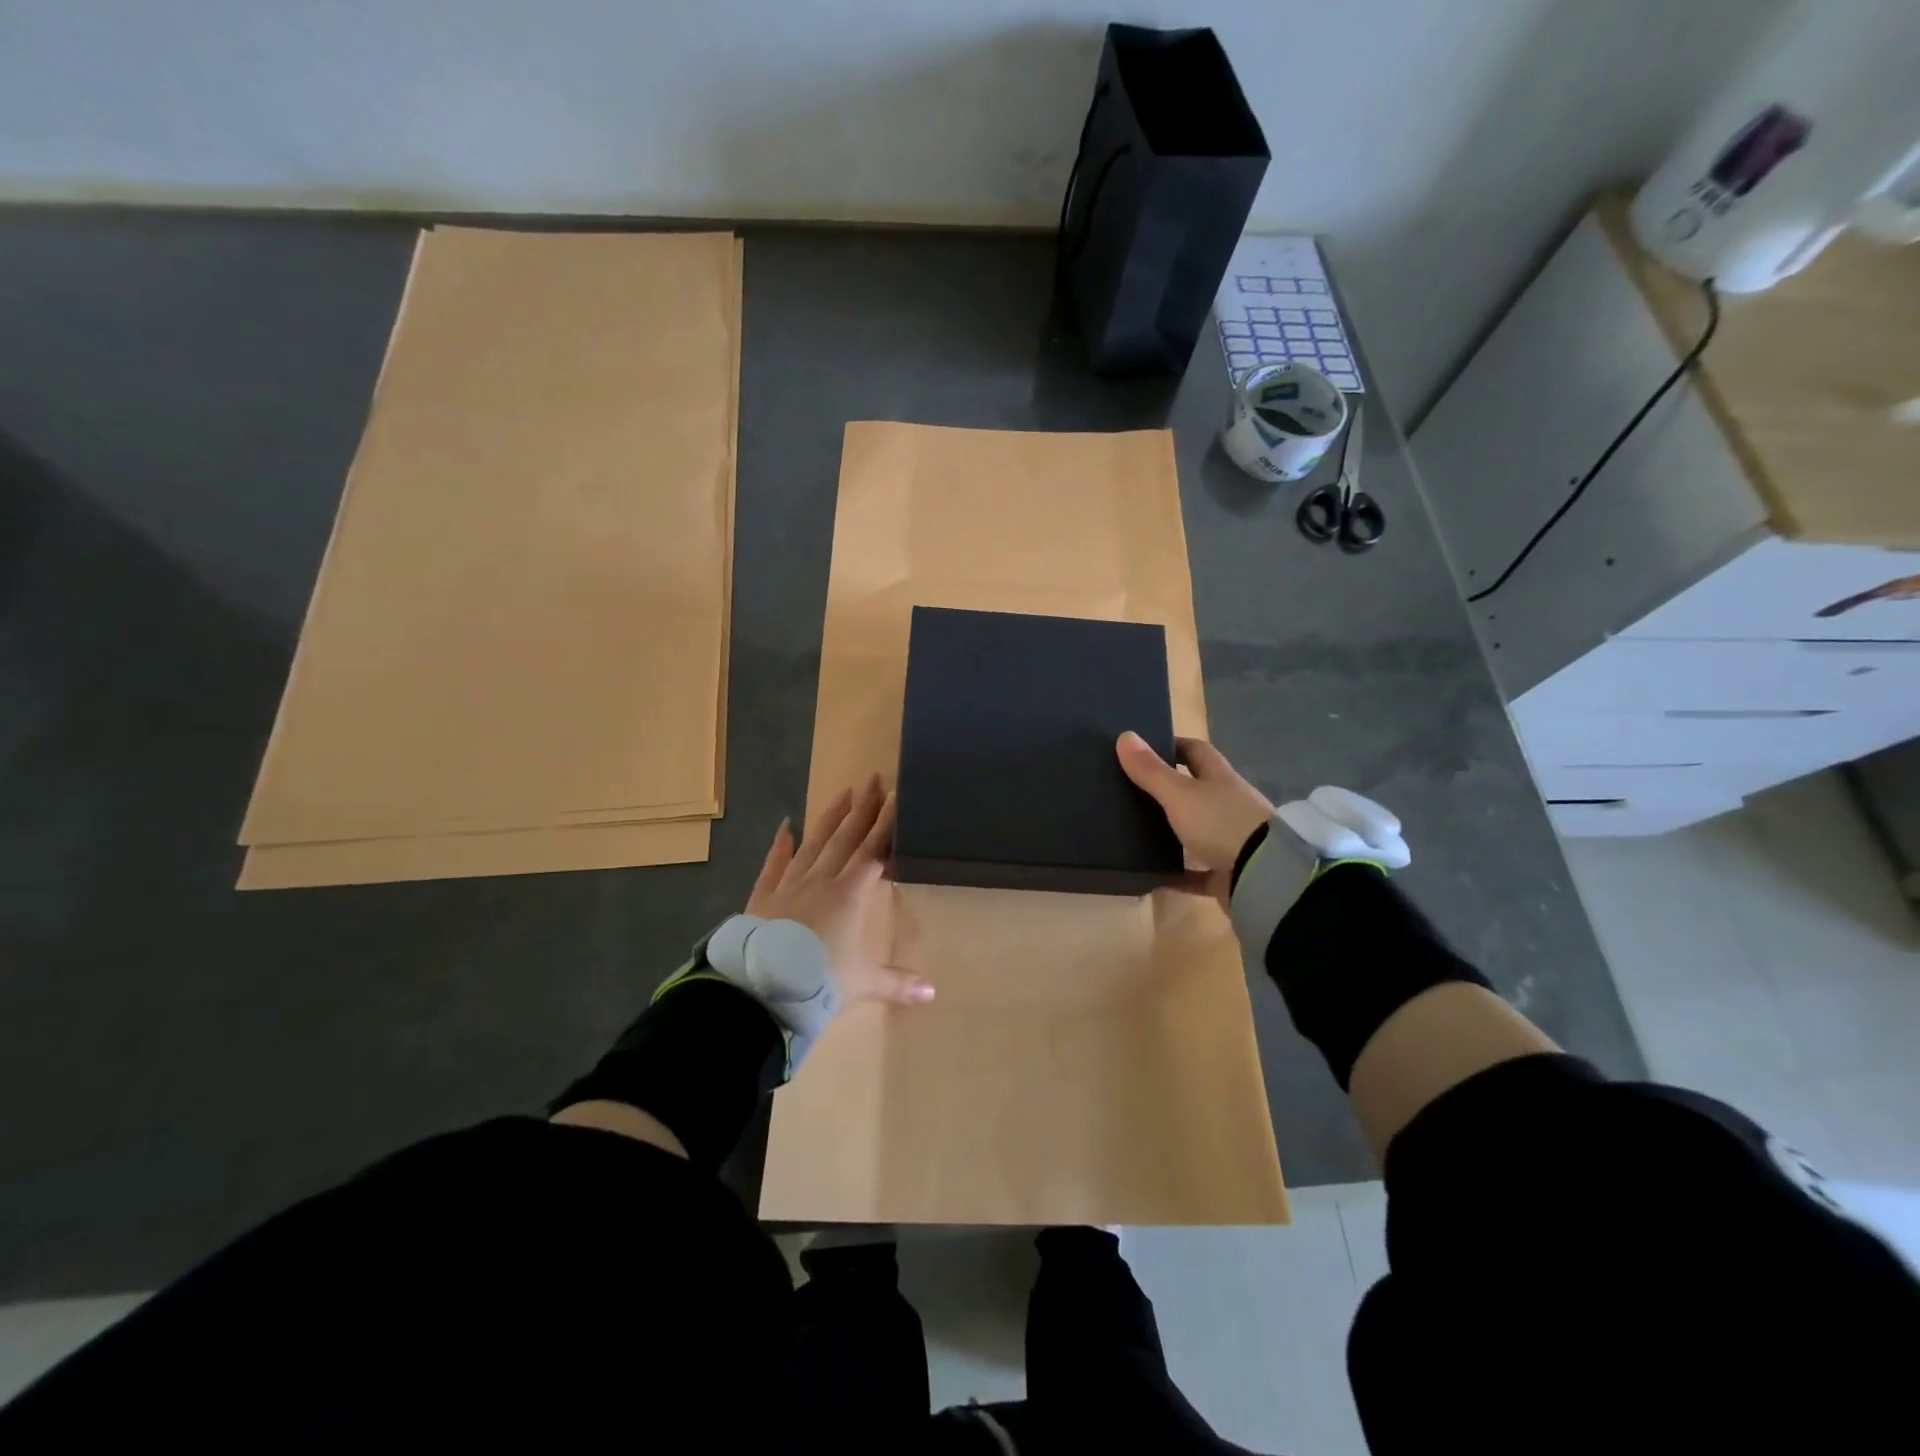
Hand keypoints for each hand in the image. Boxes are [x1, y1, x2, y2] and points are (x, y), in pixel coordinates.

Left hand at [746, 774, 934, 1009]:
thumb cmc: (819, 981)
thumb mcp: (864, 984)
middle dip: (862, 809)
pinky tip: (785, 827)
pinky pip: (773, 865)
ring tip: (842, 793)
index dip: (887, 825)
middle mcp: (822, 881)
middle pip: (846, 839)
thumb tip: (932, 993)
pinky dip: (779, 846)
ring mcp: (790, 886)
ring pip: (814, 844)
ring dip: (829, 819)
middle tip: (872, 779)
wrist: (761, 989)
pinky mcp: (763, 897)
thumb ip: (897, 983)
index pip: (874, 852)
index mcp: (850, 895)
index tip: (895, 797)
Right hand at [1117, 732, 1273, 905]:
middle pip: (1197, 789)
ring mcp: (1231, 839)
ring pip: (1197, 830)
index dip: (1172, 745)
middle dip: (1169, 789)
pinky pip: (1197, 871)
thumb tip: (1124, 735)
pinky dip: (1178, 874)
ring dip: (1173, 831)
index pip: (1196, 751)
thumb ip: (1151, 770)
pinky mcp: (1228, 872)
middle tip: (1131, 792)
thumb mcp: (1179, 795)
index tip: (1144, 749)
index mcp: (1219, 778)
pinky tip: (1153, 877)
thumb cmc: (1221, 824)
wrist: (1264, 877)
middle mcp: (1228, 804)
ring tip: (1136, 832)